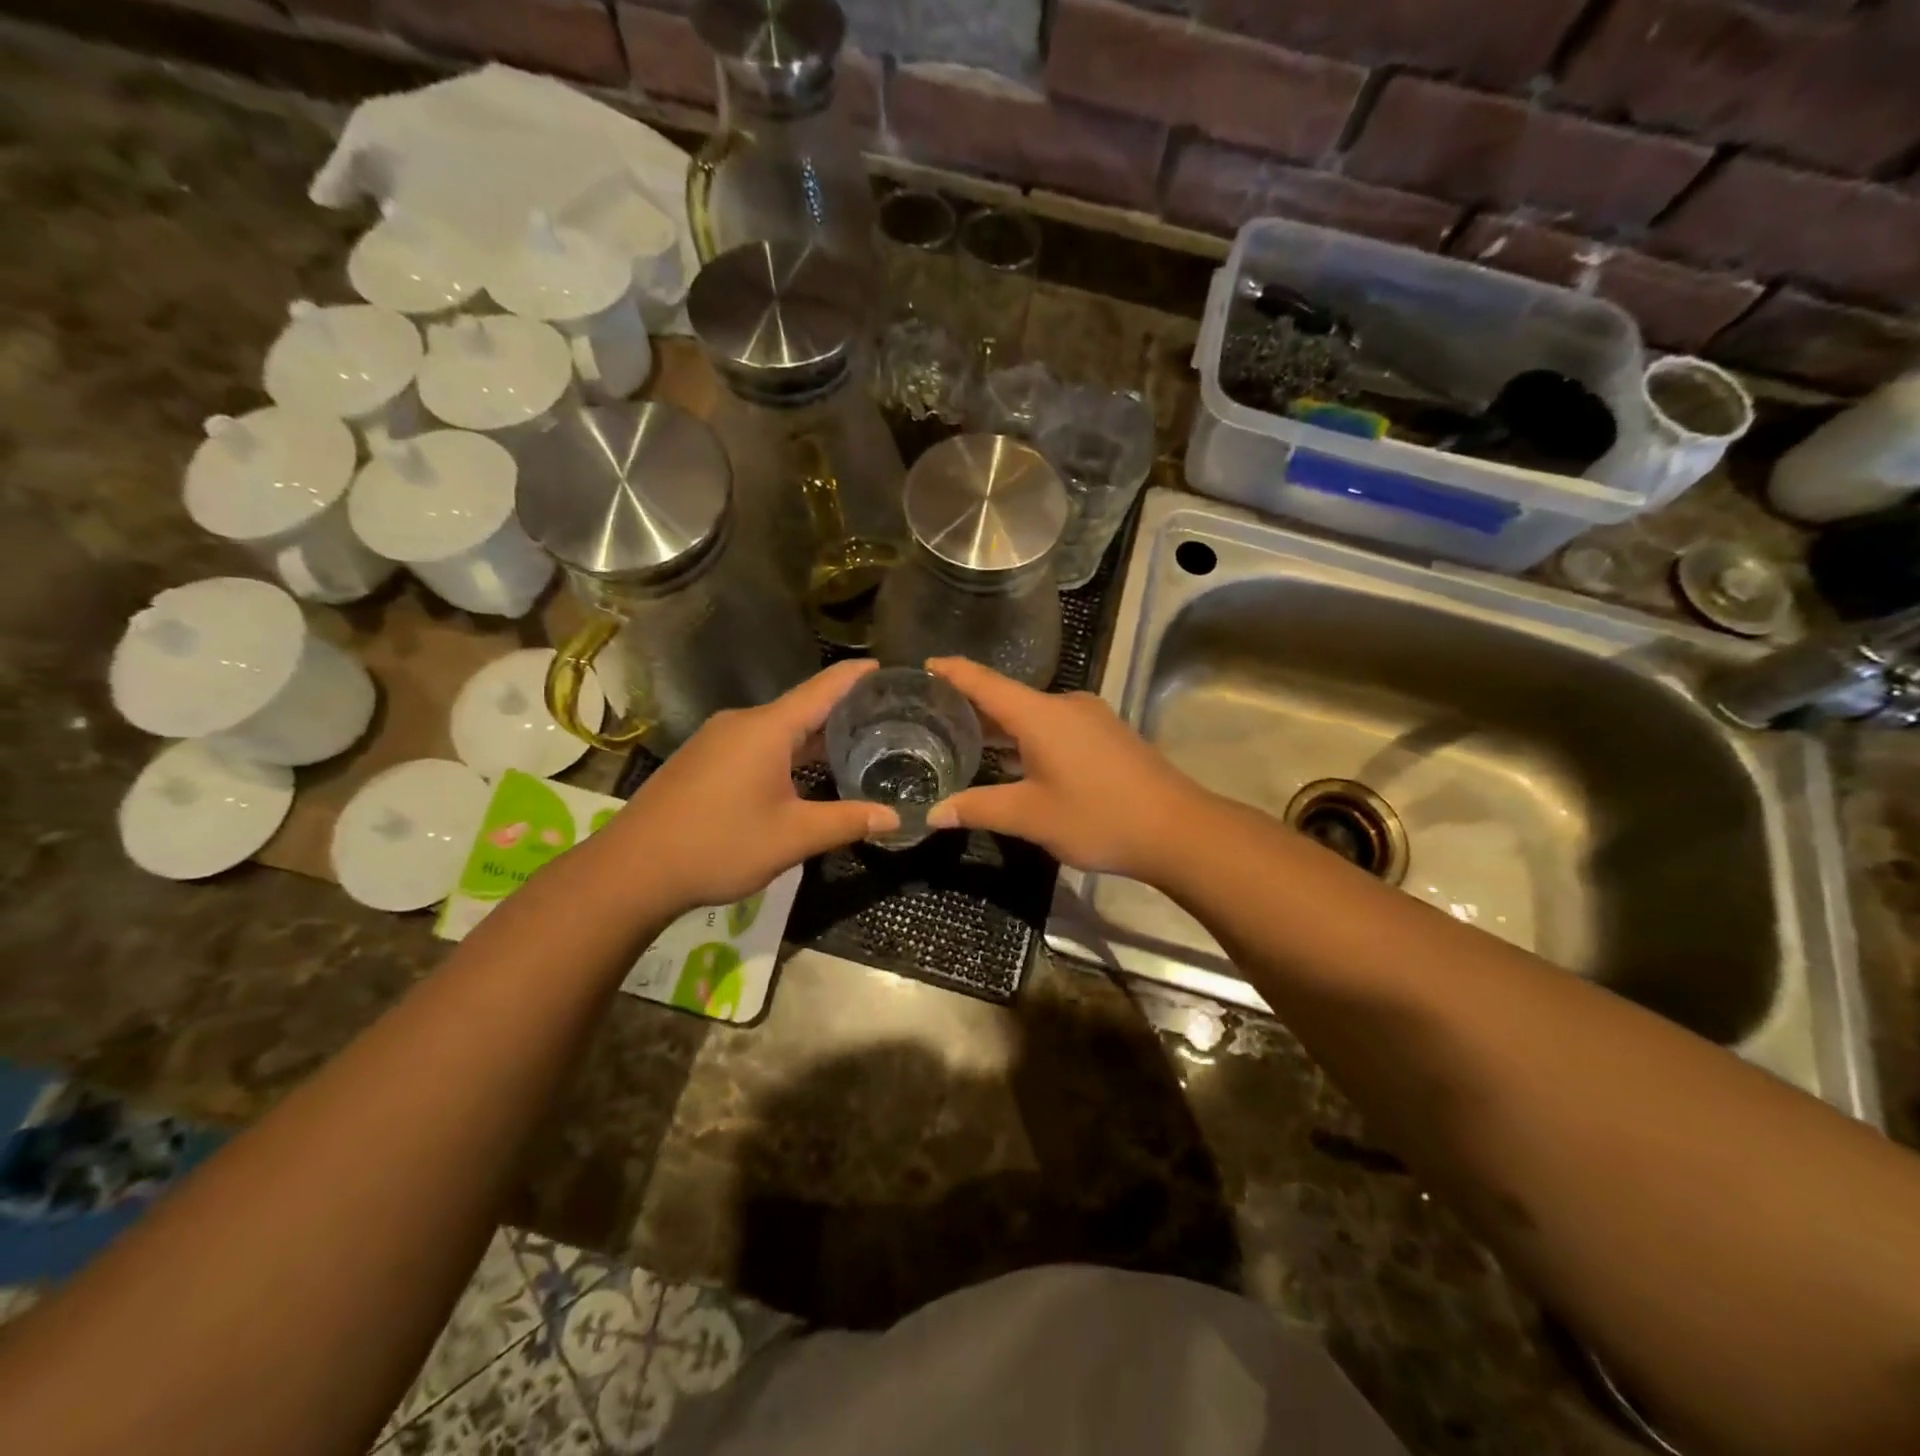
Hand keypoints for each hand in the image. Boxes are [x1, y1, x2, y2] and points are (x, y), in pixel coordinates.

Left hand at [604, 661, 897, 914]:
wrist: (632, 869)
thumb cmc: (719, 845)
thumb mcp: (792, 837)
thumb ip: (847, 822)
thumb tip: (894, 817)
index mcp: (767, 729)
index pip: (823, 688)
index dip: (856, 676)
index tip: (885, 666)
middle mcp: (741, 723)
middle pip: (801, 707)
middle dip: (842, 711)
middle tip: (884, 719)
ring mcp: (717, 740)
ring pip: (777, 728)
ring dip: (813, 735)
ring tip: (853, 745)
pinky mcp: (702, 759)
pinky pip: (756, 743)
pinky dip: (787, 750)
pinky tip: (803, 772)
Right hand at [923, 657, 1205, 879]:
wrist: (1178, 829)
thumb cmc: (1097, 817)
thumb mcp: (1030, 817)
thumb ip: (978, 809)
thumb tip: (932, 814)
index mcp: (1040, 714)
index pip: (985, 683)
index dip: (953, 672)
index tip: (925, 664)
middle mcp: (1065, 704)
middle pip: (1009, 697)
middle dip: (973, 706)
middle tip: (934, 716)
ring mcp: (1091, 717)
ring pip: (1034, 714)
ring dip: (1003, 725)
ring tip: (968, 739)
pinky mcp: (1107, 734)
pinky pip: (1056, 725)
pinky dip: (1029, 736)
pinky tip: (1017, 758)